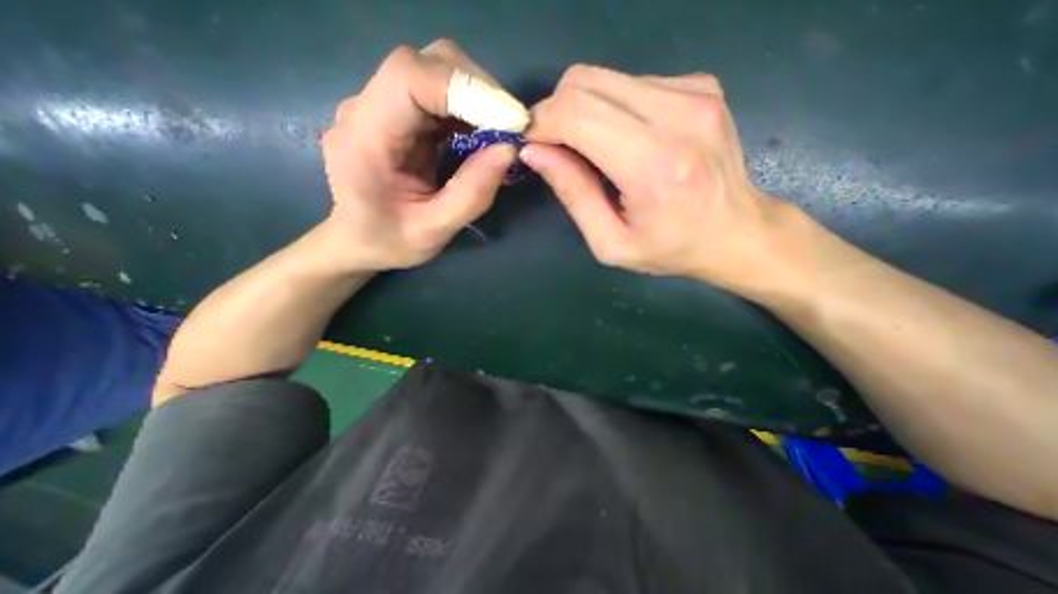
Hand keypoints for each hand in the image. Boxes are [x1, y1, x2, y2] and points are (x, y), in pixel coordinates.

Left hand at [322, 39, 520, 270]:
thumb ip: (470, 195)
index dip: (465, 88)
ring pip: (437, 72)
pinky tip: (484, 136)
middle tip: (512, 129)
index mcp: (364, 138)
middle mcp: (367, 109)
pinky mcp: (400, 114)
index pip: (409, 78)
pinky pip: (440, 95)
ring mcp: (383, 106)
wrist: (359, 239)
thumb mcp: (433, 232)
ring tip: (502, 135)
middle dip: (479, 92)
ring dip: (479, 99)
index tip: (509, 120)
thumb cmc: (389, 242)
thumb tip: (509, 150)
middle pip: (427, 65)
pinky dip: (470, 110)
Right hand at [524, 64, 796, 295]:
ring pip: (605, 77)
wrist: (736, 233)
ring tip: (590, 149)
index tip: (532, 145)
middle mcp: (677, 114)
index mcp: (652, 164)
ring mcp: (695, 92)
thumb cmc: (669, 249)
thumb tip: (535, 153)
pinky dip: (612, 108)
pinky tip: (623, 140)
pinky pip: (631, 83)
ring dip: (582, 110)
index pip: (575, 113)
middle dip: (555, 112)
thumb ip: (573, 195)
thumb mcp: (610, 242)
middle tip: (554, 147)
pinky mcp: (701, 85)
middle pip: (585, 81)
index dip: (541, 124)